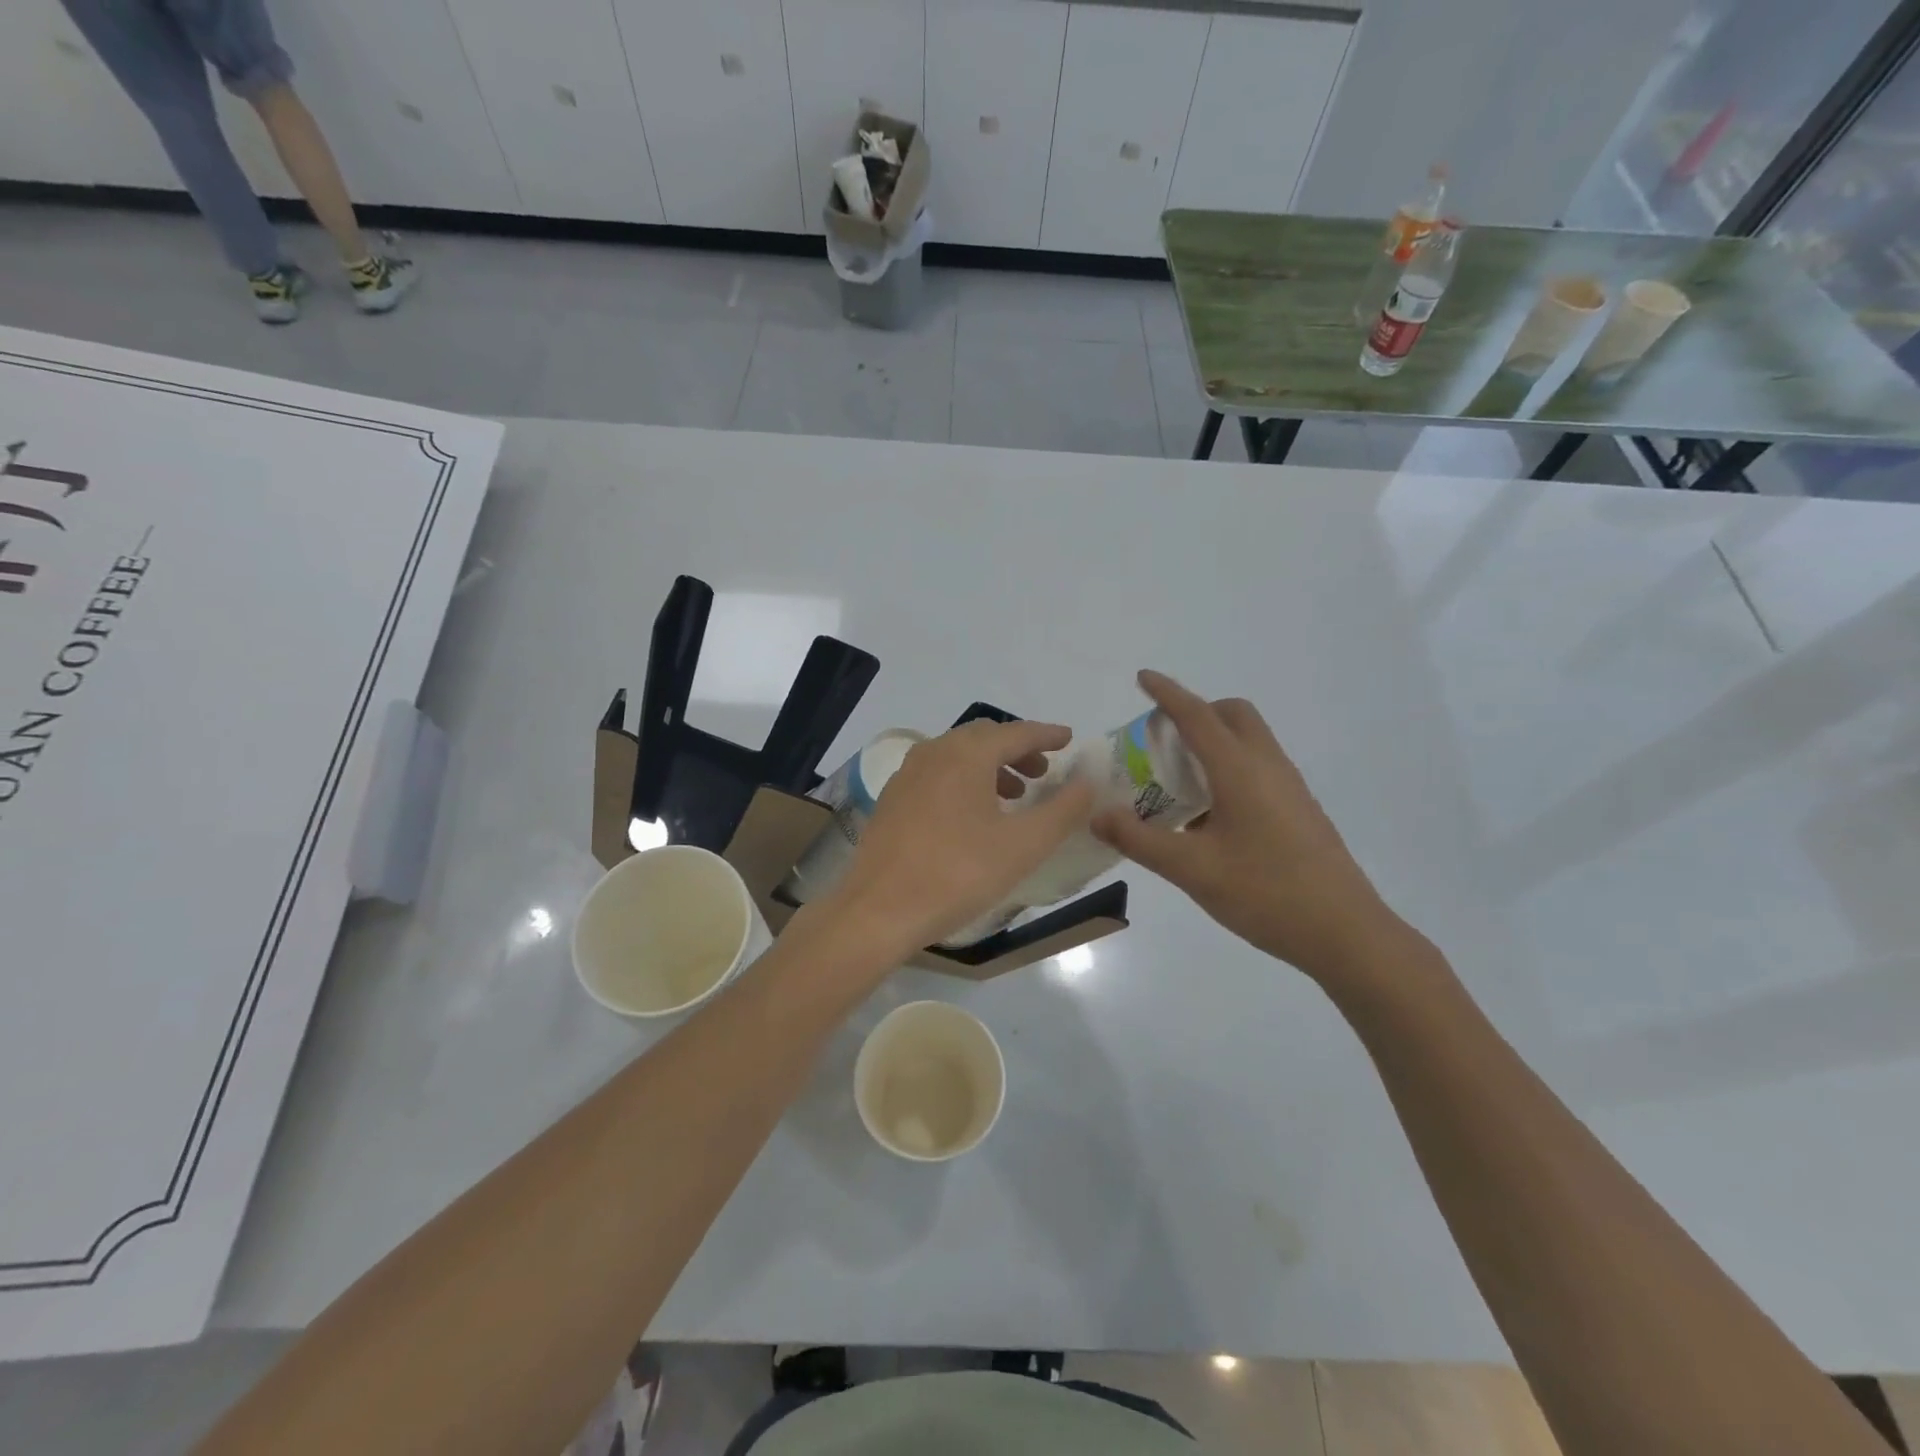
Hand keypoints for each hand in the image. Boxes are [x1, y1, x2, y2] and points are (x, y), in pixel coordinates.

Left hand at [827, 720, 1096, 954]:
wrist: (879, 910)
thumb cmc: (957, 874)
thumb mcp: (1023, 845)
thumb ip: (1062, 810)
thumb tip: (1087, 782)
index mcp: (966, 755)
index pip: (1016, 733)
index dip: (1046, 735)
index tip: (1068, 739)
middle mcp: (933, 752)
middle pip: (983, 738)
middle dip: (1017, 750)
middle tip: (1044, 772)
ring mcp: (907, 775)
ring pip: (957, 756)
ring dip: (990, 767)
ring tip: (1014, 795)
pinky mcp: (892, 799)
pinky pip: (937, 775)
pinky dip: (964, 781)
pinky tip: (972, 814)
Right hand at [1092, 671, 1405, 982]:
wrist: (1344, 932)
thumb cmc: (1265, 892)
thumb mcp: (1191, 869)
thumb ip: (1140, 839)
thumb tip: (1098, 815)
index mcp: (1240, 769)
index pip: (1197, 716)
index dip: (1167, 694)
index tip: (1143, 678)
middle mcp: (1267, 766)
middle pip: (1233, 715)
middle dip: (1197, 712)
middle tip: (1162, 740)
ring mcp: (1289, 787)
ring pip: (1249, 741)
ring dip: (1213, 741)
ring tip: (1177, 780)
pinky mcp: (1298, 809)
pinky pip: (1258, 767)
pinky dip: (1228, 768)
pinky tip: (1209, 816)